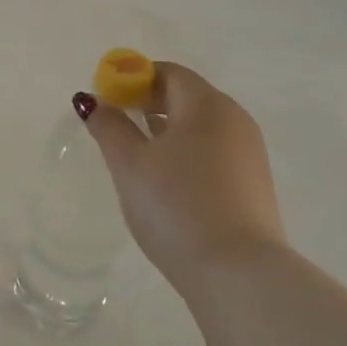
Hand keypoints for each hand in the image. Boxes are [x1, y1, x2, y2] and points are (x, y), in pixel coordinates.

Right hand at [78, 62, 290, 291]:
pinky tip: (167, 184)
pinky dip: (186, 154)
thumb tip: (92, 100)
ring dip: (166, 130)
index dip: (132, 79)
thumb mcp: (130, 164)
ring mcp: (249, 154)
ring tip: (136, 158)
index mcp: (207, 105)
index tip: (106, 101)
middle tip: (115, 127)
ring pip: (200, 127)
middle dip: (148, 103)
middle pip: (186, 96)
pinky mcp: (253, 185)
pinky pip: (213, 153)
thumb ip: (109, 126)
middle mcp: (235, 120)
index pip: (167, 72)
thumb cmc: (176, 206)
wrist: (237, 273)